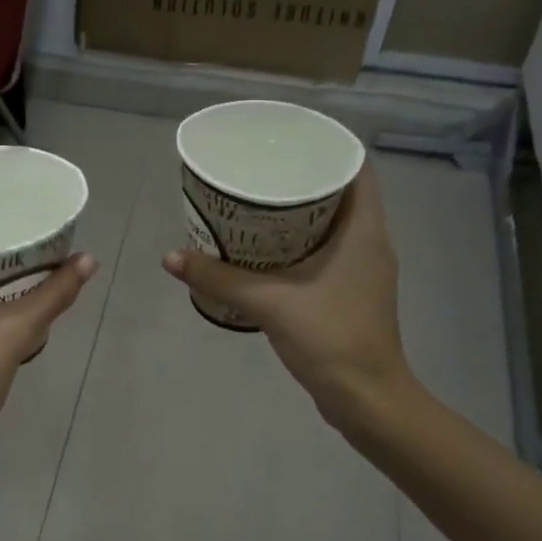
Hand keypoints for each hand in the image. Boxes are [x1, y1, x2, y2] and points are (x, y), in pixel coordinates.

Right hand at [164, 162, 411, 424]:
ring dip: (300, 213)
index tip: (285, 142)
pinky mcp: (352, 292)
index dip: (324, 148)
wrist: (365, 397)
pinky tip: (267, 251)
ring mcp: (364, 269)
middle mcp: (371, 242)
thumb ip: (218, 278)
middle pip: (341, 192)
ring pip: (334, 224)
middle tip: (258, 171)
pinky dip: (301, 242)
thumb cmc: (330, 337)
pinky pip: (328, 250)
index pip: (355, 167)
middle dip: (301, 179)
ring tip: (256, 204)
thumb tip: (170, 257)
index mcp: (365, 229)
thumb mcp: (268, 302)